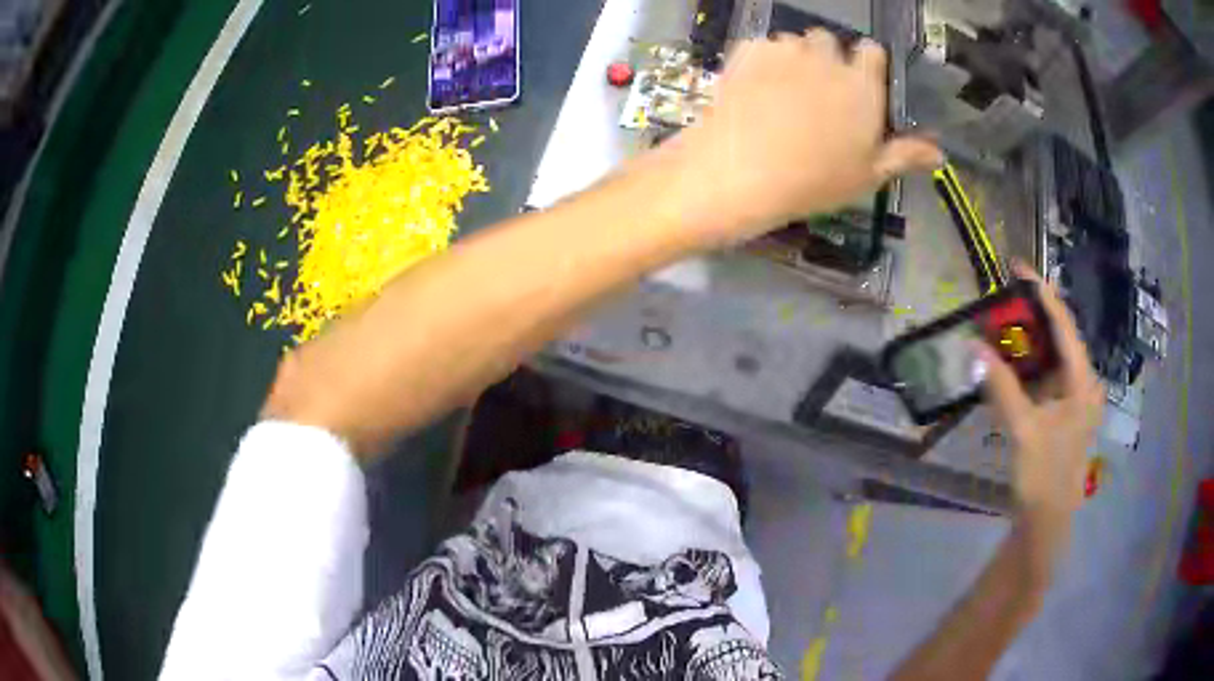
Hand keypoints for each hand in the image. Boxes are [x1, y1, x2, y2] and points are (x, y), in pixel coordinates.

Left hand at [670, 31, 941, 243]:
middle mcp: (826, 58)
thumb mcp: (867, 175)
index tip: (858, 85)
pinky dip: (761, 60)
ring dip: (793, 58)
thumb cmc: (815, 180)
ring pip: (793, 42)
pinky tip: (755, 89)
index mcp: (862, 84)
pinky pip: (760, 46)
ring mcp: (783, 50)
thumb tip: (939, 153)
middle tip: (817, 94)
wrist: (741, 171)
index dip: (866, 65)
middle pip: (829, 41)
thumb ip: (903, 155)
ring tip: (782, 92)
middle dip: (827, 59)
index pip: (872, 51)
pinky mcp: (747, 51)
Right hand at [980, 263, 1104, 529]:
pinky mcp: (1064, 413)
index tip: (1018, 267)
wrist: (1046, 523)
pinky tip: (1011, 366)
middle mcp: (1084, 383)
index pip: (1064, 325)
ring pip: (1052, 359)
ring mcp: (1075, 399)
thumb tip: (974, 347)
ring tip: (1002, 328)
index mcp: (1083, 382)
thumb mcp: (1023, 430)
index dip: (1042, 293)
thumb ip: (1001, 386)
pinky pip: (1047, 379)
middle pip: (1059, 338)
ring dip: (1028, 344)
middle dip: (1032, 318)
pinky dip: (1028, 369)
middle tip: (1003, 301)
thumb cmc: (1043, 476)